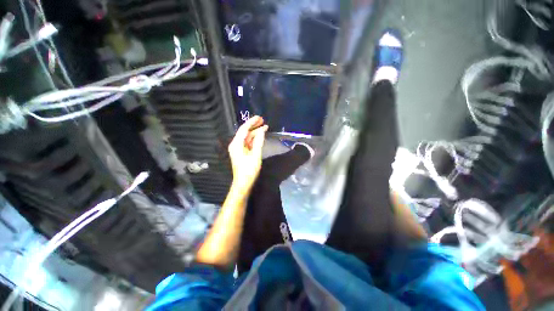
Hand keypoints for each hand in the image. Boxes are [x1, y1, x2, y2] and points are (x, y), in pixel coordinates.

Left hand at [228, 116, 267, 191]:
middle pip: (244, 132)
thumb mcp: (255, 155)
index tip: (260, 117)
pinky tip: (260, 136)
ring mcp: (238, 148)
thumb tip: (262, 131)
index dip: (251, 122)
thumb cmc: (249, 170)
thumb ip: (258, 142)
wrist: (243, 183)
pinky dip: (254, 139)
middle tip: (263, 120)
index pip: (244, 129)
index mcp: (236, 144)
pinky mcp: (241, 152)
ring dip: (255, 132)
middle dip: (253, 126)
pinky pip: (247, 142)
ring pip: (247, 137)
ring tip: (264, 127)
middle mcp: (235, 144)